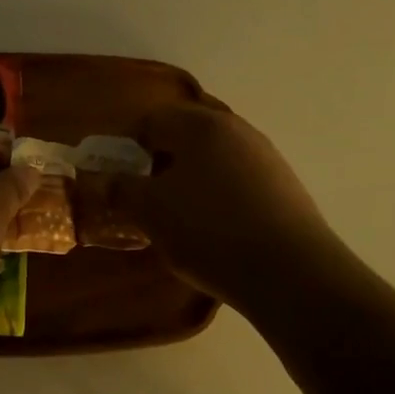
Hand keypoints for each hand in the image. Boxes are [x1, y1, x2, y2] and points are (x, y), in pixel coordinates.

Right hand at [102, 104, 355, 313]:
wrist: (291, 273)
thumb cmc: (209, 231)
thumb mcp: (150, 211)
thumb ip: (120, 188)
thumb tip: (103, 177)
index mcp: (199, 124)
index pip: (150, 120)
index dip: (128, 148)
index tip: (121, 181)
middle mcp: (236, 128)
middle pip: (184, 135)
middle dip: (160, 163)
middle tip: (148, 199)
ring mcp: (265, 156)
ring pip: (213, 159)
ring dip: (190, 180)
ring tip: (180, 219)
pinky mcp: (284, 186)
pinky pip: (237, 181)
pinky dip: (219, 196)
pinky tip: (217, 230)